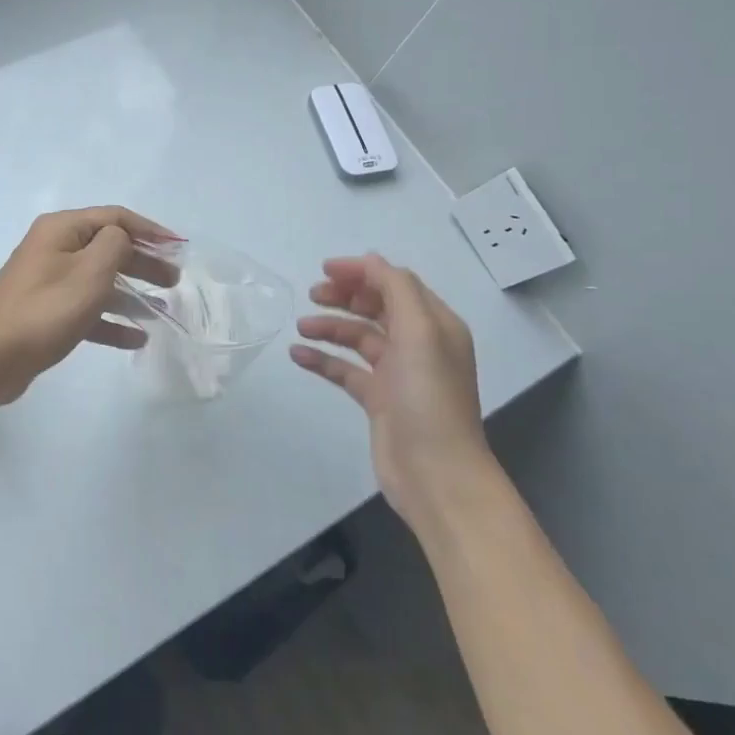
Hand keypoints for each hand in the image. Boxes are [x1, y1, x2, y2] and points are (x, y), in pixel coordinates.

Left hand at [0, 207, 180, 404]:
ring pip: (99, 279)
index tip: (179, 249)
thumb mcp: (91, 271)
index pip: (114, 217)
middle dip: (143, 262)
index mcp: (61, 228)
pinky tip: (136, 338)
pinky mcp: (46, 311)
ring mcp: (48, 280)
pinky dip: (110, 318)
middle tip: (173, 281)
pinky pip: (86, 307)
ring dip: (132, 292)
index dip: (150, 230)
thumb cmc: (47, 310)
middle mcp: (53, 247)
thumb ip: (115, 244)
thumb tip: (121, 239)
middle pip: (108, 247)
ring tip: (164, 309)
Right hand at [289, 255, 491, 523]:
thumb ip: (395, 289)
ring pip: (358, 337)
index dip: (362, 272)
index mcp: (435, 325)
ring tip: (301, 326)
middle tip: (312, 293)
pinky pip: (345, 370)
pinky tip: (297, 354)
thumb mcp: (419, 332)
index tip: (325, 269)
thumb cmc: (429, 398)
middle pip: (377, 307)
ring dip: (330, 326)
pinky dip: (323, 359)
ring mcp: (398, 374)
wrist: (437, 475)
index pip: (396, 284)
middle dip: (345, 296)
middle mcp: (419, 345)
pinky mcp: (379, 400)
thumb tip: (370, 260)